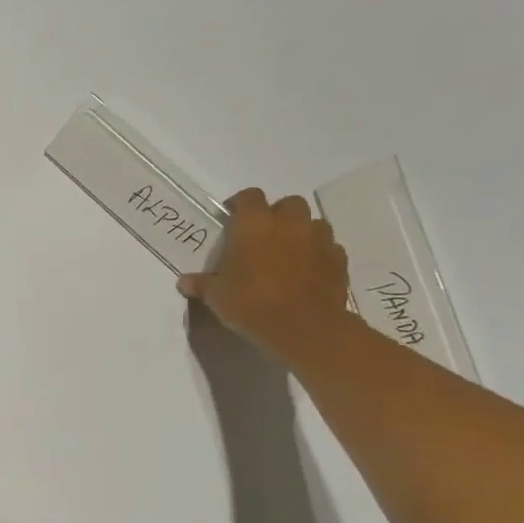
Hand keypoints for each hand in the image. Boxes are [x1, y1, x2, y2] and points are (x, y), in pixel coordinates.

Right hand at [178, 188, 351, 359]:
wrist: (303, 326)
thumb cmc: (250, 303)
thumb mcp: (216, 296)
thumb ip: (202, 284)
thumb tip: (184, 282)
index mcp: (254, 224)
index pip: (249, 196)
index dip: (239, 204)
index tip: (231, 217)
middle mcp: (289, 223)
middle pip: (288, 203)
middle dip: (277, 215)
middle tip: (263, 236)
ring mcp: (319, 239)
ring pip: (312, 223)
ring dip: (301, 232)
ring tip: (287, 254)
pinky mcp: (339, 260)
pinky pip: (328, 248)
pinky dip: (317, 254)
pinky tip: (306, 272)